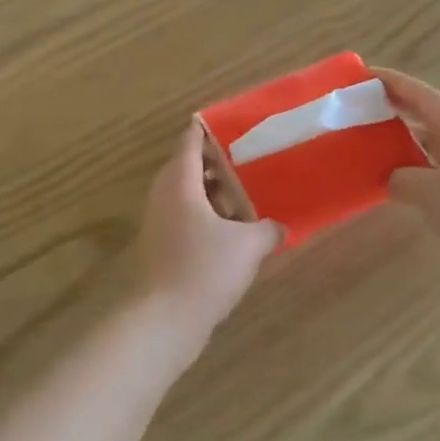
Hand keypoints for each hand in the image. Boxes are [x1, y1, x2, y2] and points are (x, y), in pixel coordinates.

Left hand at [137, 122, 281, 337]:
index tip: (233, 121)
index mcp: (180, 182)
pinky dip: (208, 216)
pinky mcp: (163, 247)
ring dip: (214, 193)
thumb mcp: (248, 245)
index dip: (209, 128)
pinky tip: (235, 231)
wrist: (165, 319)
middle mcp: (164, 196)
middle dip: (218, 162)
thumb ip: (267, 229)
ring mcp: (160, 222)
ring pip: (188, 195)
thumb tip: (280, 227)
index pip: (191, 141)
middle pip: (189, 166)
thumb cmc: (204, 269)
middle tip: (251, 158)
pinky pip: (187, 219)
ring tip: (249, 193)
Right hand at [376, 68, 439, 286]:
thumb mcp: (430, 193)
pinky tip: (393, 179)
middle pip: (427, 115)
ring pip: (430, 143)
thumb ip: (401, 179)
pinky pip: (435, 168)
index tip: (364, 74)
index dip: (393, 82)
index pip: (422, 95)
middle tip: (360, 106)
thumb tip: (390, 178)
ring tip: (369, 139)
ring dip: (402, 139)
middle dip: (395, 107)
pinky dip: (412, 167)